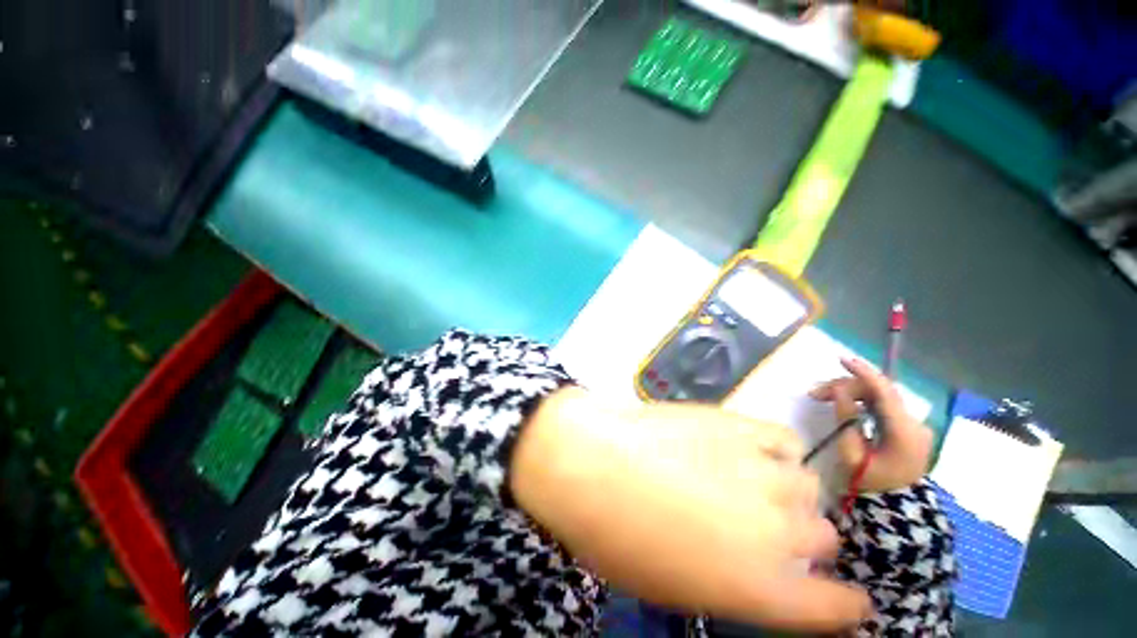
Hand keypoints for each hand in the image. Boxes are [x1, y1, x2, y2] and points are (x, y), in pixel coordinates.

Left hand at [511, 387, 870, 632]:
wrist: (590, 459)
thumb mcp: (671, 585)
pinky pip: (785, 438)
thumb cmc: (616, 533)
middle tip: (765, 528)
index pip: (835, 607)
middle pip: (822, 537)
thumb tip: (753, 571)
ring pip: (807, 486)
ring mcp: (761, 470)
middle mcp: (777, 531)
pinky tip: (753, 450)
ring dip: (787, 491)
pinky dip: (777, 449)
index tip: (843, 599)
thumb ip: (729, 583)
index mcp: (760, 588)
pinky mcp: (738, 424)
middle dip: (803, 540)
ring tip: (752, 483)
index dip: (844, 603)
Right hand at [809, 357, 933, 492]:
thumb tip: (838, 390)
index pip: (885, 393)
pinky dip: (860, 400)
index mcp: (905, 432)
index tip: (841, 359)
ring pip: (879, 396)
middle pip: (879, 392)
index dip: (864, 373)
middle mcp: (915, 424)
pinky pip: (882, 405)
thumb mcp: (851, 453)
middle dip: (845, 386)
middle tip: (814, 393)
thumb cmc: (869, 482)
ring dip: (850, 392)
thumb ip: (846, 419)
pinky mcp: (907, 427)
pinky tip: (842, 402)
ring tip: (821, 397)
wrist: (895, 506)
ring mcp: (913, 425)